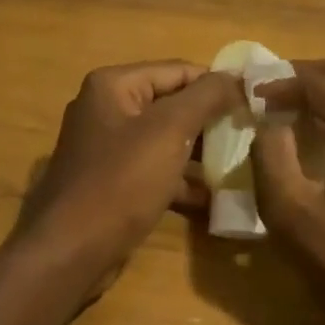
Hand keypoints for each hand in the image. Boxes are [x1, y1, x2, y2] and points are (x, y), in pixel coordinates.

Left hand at [20, 61, 244, 287]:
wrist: (69, 253)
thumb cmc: (120, 182)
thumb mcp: (169, 131)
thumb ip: (207, 97)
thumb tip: (237, 77)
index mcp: (114, 86)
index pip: (179, 71)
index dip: (218, 85)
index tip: (255, 104)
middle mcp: (106, 109)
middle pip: (172, 104)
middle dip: (211, 121)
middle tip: (251, 136)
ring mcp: (107, 148)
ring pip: (166, 140)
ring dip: (201, 153)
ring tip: (240, 166)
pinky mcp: (112, 183)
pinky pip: (155, 170)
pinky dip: (182, 181)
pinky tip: (214, 199)